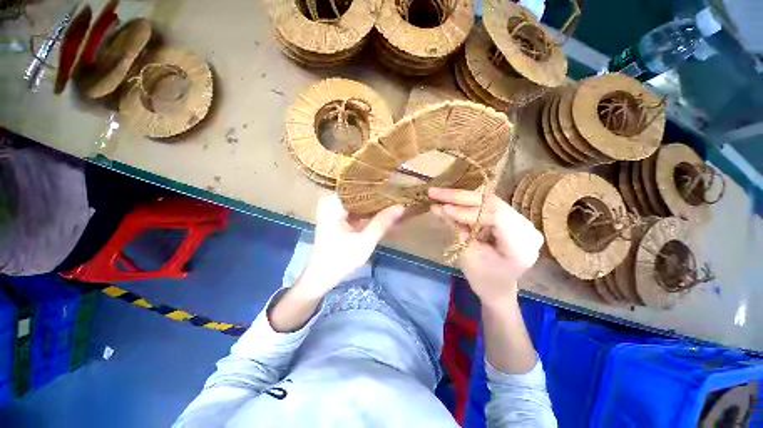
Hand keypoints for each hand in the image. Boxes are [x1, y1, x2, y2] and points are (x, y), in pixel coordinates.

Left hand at [302, 194, 404, 295]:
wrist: (322, 277)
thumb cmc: (340, 259)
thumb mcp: (365, 241)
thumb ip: (382, 222)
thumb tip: (401, 206)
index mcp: (333, 203)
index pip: (357, 185)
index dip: (376, 185)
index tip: (393, 183)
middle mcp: (331, 202)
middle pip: (358, 192)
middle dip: (377, 195)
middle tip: (397, 192)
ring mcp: (334, 209)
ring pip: (358, 201)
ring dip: (374, 204)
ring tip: (393, 200)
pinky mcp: (338, 218)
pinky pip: (356, 209)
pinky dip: (368, 213)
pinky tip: (383, 212)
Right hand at [428, 187, 542, 305]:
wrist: (497, 288)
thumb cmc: (484, 279)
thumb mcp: (468, 256)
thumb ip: (456, 229)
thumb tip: (437, 207)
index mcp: (522, 246)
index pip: (497, 217)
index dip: (468, 211)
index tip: (444, 208)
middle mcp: (527, 228)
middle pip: (492, 203)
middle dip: (460, 197)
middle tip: (435, 192)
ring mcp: (520, 220)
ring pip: (488, 200)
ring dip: (461, 197)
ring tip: (439, 194)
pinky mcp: (510, 217)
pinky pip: (487, 205)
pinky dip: (467, 203)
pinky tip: (451, 200)